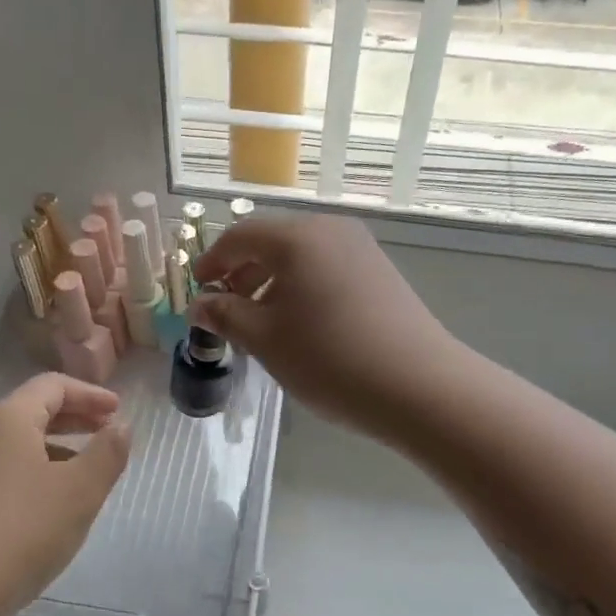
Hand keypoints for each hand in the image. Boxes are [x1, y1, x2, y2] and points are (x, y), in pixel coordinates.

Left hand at [0, 374, 130, 615]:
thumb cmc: (21, 529)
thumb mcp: (80, 491)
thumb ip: (107, 453)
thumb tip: (122, 426)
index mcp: (6, 419)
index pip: (52, 386)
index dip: (90, 395)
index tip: (118, 411)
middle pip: (31, 411)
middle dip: (74, 419)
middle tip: (107, 432)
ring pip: (16, 444)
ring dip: (55, 448)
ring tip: (85, 472)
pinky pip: (2, 471)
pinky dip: (33, 472)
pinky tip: (49, 505)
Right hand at [189, 214, 454, 439]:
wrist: (418, 386)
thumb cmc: (328, 358)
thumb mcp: (264, 339)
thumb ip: (225, 315)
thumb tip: (200, 304)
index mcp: (297, 237)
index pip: (240, 235)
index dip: (212, 261)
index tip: (198, 290)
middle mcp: (330, 229)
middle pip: (273, 241)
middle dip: (242, 272)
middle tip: (226, 308)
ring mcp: (361, 249)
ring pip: (302, 256)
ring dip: (272, 281)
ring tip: (261, 322)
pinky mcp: (380, 272)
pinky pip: (327, 268)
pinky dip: (302, 287)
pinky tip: (301, 324)